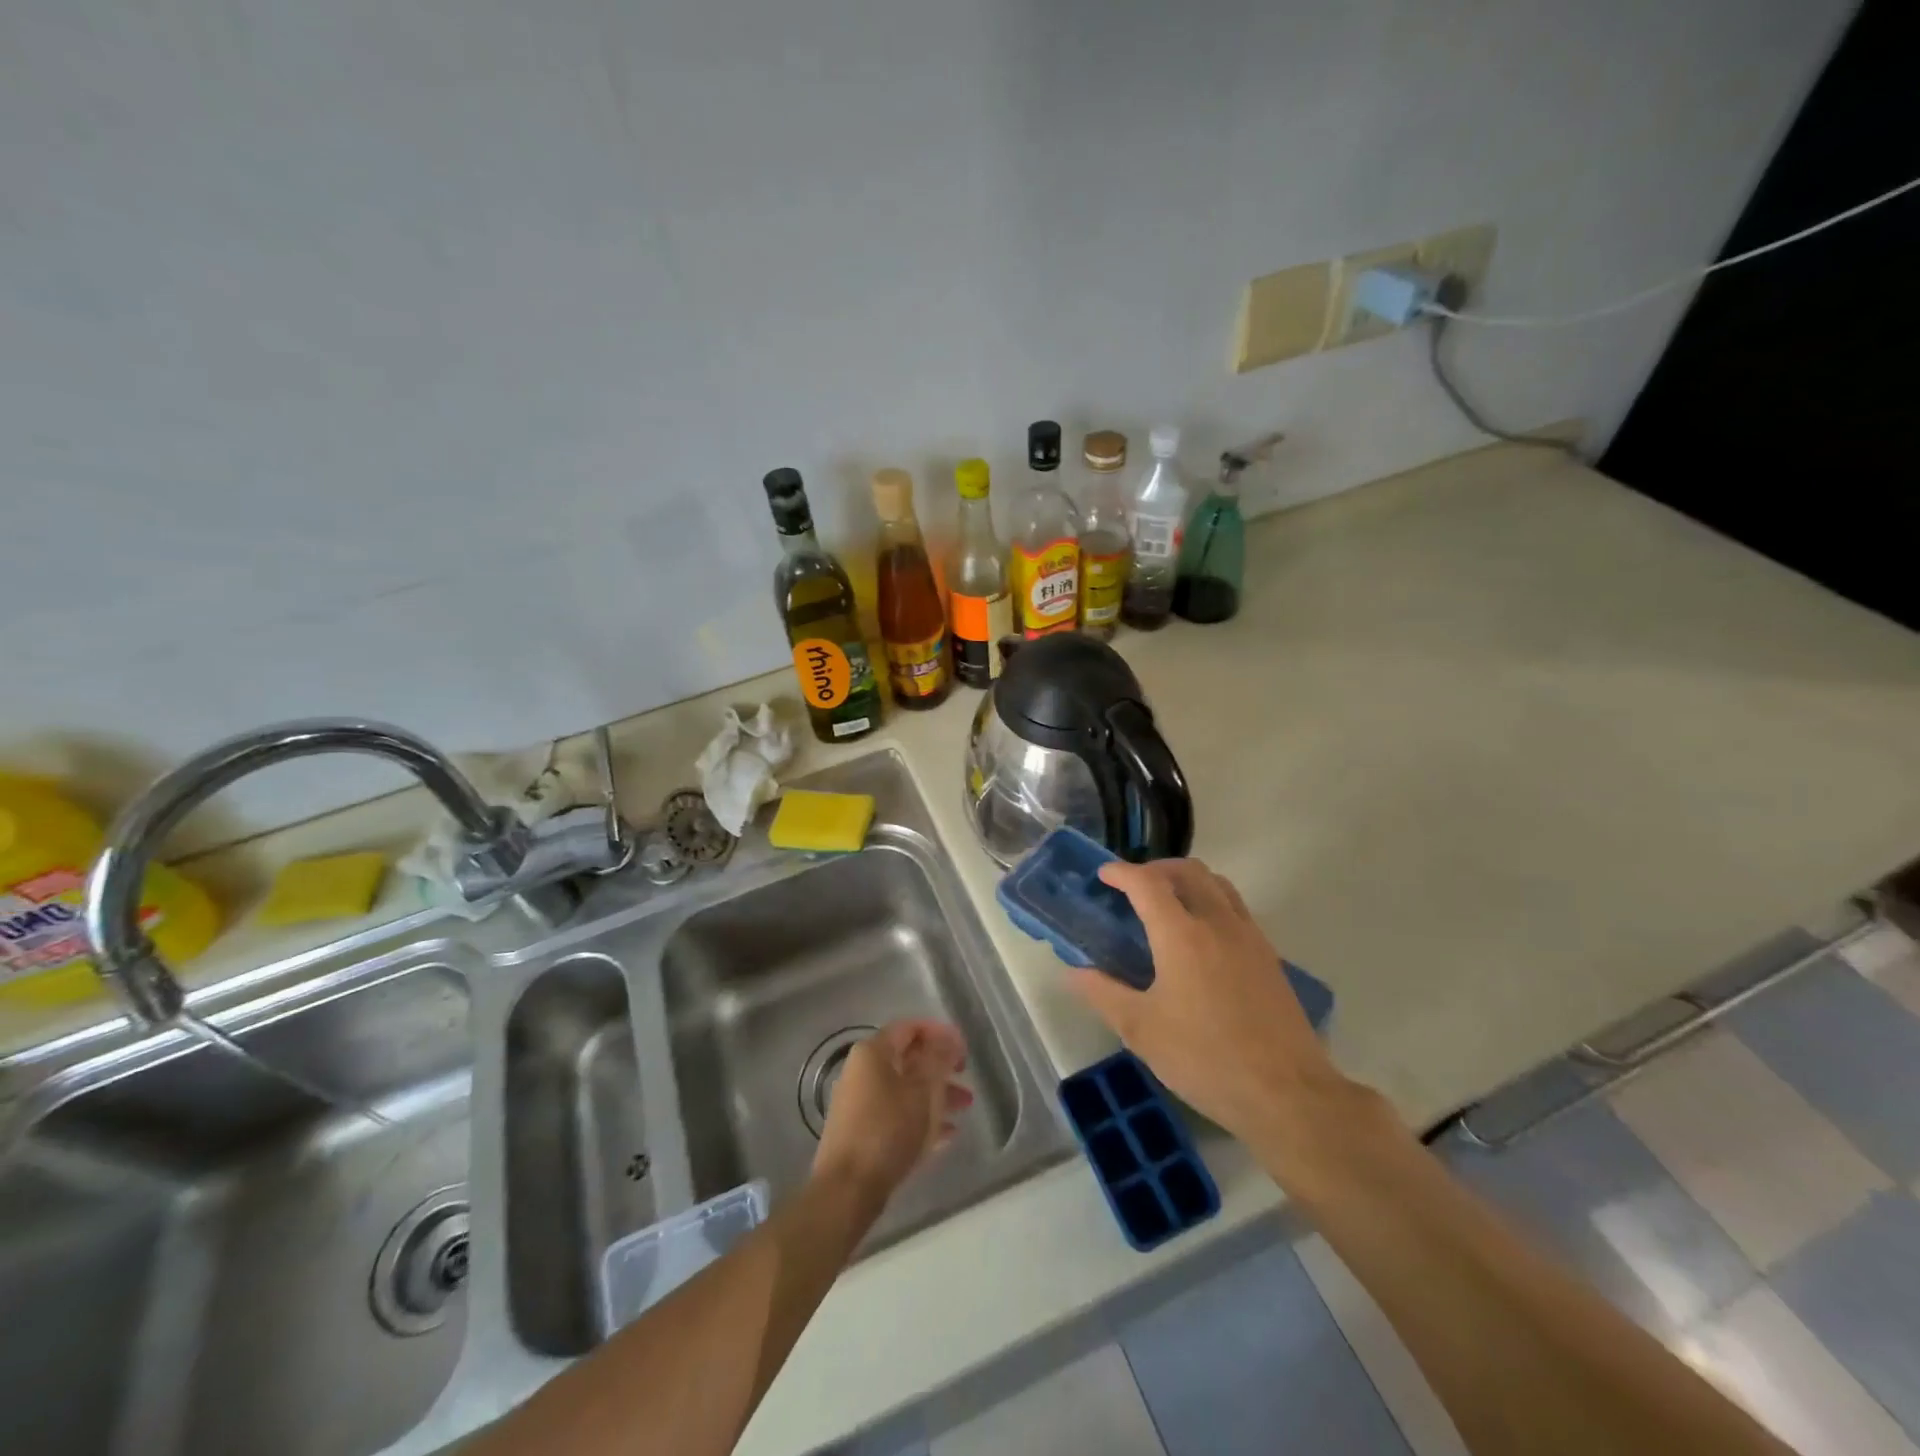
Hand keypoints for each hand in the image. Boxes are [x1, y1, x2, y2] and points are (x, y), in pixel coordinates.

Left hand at [813, 1019, 972, 1203]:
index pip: (910, 1028)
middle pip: (908, 1060)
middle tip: (966, 1079)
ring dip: (936, 1095)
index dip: (940, 1033)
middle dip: (941, 1068)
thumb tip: (947, 1040)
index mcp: (873, 1052)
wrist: (847, 1190)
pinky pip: (897, 1114)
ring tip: (964, 1108)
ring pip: (905, 1089)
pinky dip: (921, 1118)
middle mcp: (862, 1071)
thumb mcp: (923, 1091)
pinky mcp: (861, 1132)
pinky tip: (946, 1135)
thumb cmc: (888, 1130)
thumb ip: (938, 1060)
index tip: (964, 1050)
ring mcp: (860, 1103)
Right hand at [1068, 859, 1350, 1150]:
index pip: (1147, 883)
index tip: (1103, 875)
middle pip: (1187, 871)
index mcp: (1182, 934)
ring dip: (1187, 880)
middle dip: (1155, 869)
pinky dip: (1211, 901)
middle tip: (1133, 887)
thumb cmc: (1205, 1058)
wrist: (1288, 1094)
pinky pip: (1236, 908)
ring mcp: (1250, 937)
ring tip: (1166, 904)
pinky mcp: (1269, 957)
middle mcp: (1218, 922)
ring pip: (1217, 884)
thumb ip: (1104, 993)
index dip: (1121, 873)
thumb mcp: (1142, 1030)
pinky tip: (1200, 938)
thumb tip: (1074, 972)